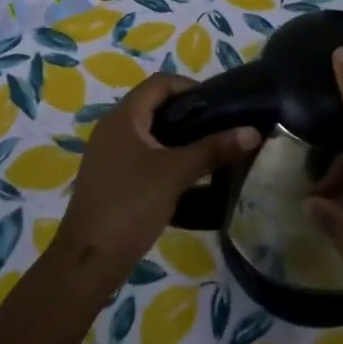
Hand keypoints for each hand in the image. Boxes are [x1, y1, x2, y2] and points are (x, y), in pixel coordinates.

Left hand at [53, 74, 259, 287]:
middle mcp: (113, 128)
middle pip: (155, 106)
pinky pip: (143, 157)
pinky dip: (166, 159)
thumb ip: (213, 149)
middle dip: (189, 114)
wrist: (89, 260)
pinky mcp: (112, 179)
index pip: (159, 83)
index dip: (190, 87)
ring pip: (150, 134)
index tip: (220, 104)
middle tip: (221, 128)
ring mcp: (110, 155)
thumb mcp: (175, 173)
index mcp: (123, 117)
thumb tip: (253, 131)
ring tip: (211, 152)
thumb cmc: (130, 205)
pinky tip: (189, 179)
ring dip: (179, 139)